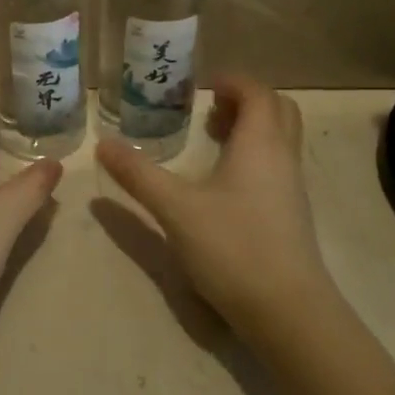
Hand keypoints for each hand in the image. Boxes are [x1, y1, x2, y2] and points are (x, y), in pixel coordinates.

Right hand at [98, 76, 333, 349]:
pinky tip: (223, 182)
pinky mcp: (292, 214)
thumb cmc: (234, 248)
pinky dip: (254, 154)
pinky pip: (277, 164)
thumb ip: (138, 174)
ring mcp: (293, 188)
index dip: (231, 81)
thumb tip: (102, 144)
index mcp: (260, 143)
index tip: (200, 87)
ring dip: (250, 127)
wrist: (290, 313)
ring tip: (210, 139)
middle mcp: (283, 157)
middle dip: (244, 100)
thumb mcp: (176, 208)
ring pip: (280, 138)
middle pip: (277, 109)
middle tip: (207, 109)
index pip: (257, 92)